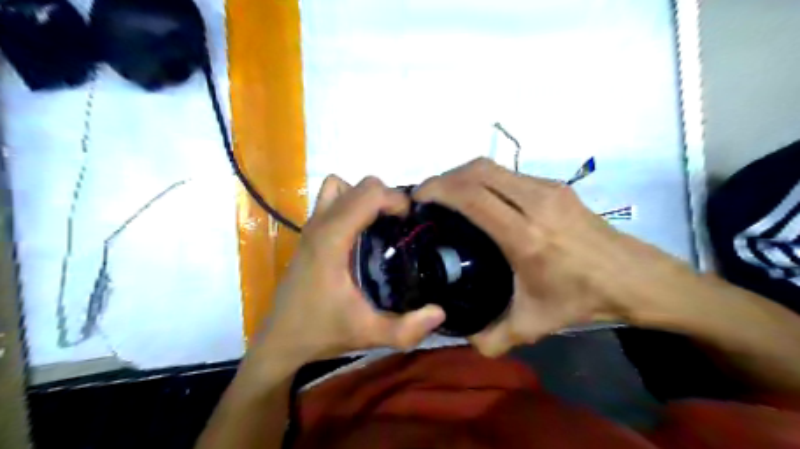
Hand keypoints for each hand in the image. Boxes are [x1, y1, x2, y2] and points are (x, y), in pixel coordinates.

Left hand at [255, 175, 446, 367]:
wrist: (280, 339)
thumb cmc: (322, 332)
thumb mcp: (368, 334)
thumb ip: (407, 329)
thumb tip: (441, 312)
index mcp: (333, 239)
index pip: (369, 194)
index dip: (396, 200)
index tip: (411, 222)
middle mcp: (320, 224)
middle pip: (360, 185)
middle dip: (387, 198)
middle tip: (401, 226)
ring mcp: (311, 225)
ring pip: (342, 187)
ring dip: (365, 198)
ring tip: (380, 223)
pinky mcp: (309, 232)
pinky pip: (331, 200)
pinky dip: (350, 202)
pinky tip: (360, 232)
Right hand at [413, 158, 641, 357]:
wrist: (635, 277)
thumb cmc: (582, 299)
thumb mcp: (532, 325)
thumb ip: (492, 338)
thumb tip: (463, 338)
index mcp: (525, 236)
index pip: (472, 196)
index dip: (439, 189)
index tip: (418, 197)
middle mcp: (535, 203)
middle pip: (478, 170)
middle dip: (445, 177)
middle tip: (428, 195)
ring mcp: (548, 189)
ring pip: (493, 166)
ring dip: (464, 175)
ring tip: (449, 194)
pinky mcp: (556, 186)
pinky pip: (509, 173)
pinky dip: (485, 179)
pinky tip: (480, 198)